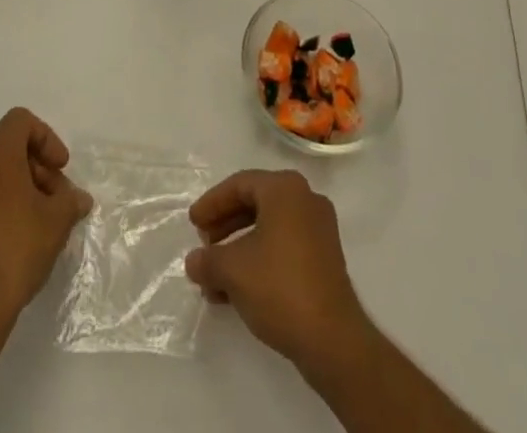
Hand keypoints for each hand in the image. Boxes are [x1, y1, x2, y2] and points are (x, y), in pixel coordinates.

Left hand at [0, 108, 92, 344]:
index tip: (61, 168)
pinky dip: (3, 206)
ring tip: (43, 221)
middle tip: (58, 198)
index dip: (47, 138)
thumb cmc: (17, 248)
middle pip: (9, 149)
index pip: (21, 121)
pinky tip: (20, 238)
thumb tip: (79, 199)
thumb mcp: (57, 221)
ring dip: (22, 188)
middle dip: (38, 167)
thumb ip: (71, 201)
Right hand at [185, 170, 372, 373]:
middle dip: (225, 226)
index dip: (212, 203)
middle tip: (204, 245)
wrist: (333, 340)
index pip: (239, 184)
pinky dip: (259, 263)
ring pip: (268, 230)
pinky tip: (236, 292)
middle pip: (255, 204)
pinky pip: (283, 249)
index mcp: (285, 189)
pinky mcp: (325, 261)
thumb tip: (194, 261)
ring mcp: (319, 231)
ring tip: (214, 278)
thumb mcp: (232, 270)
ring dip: (238, 251)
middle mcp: (305, 200)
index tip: (193, 223)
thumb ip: (207, 260)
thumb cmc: (279, 287)